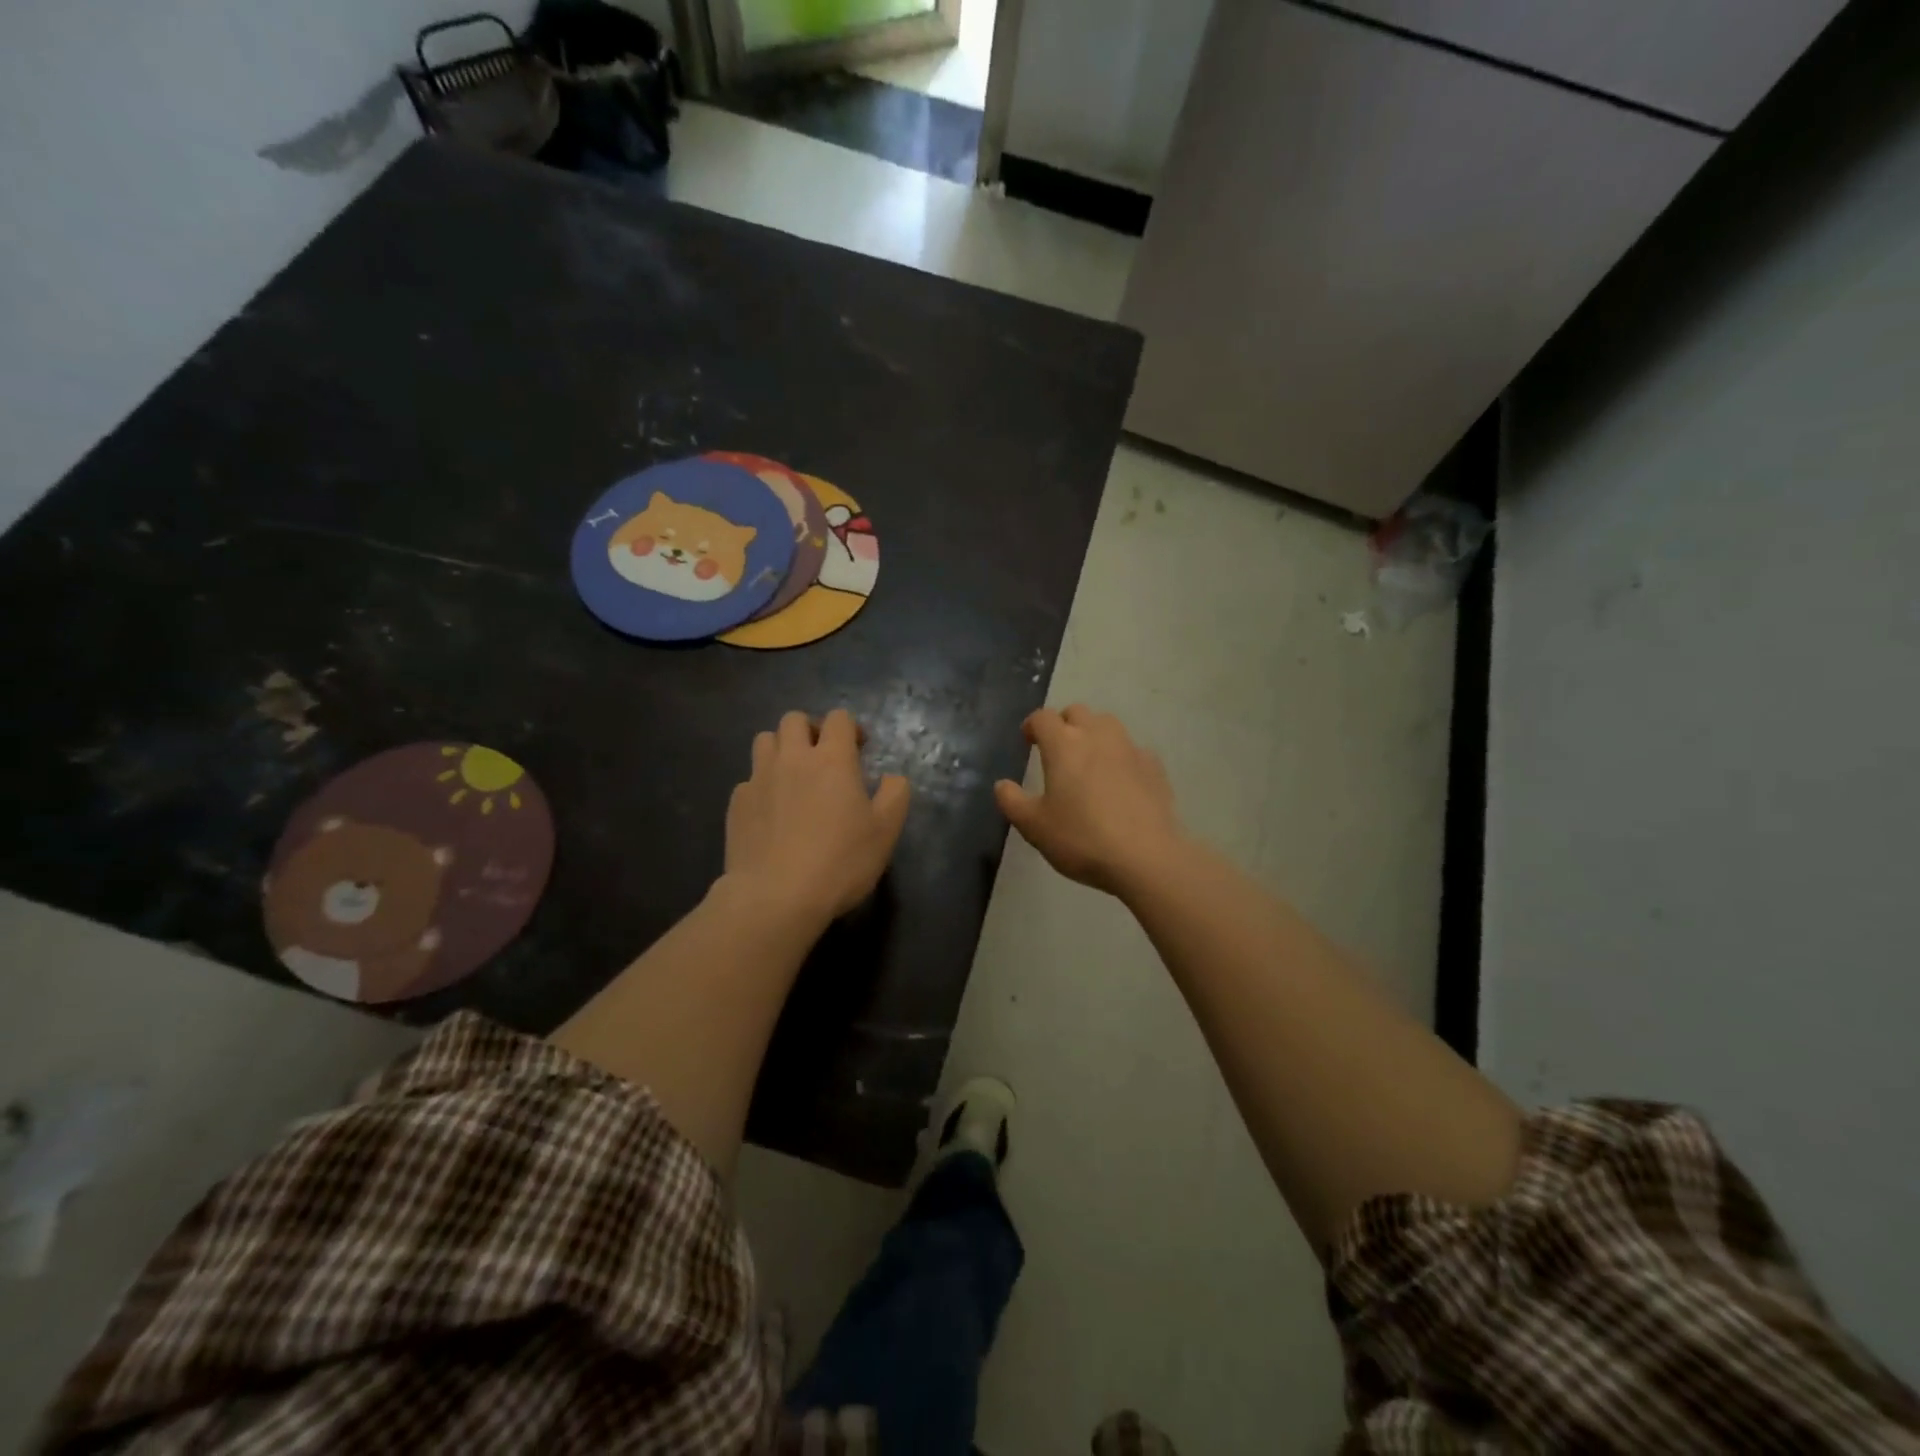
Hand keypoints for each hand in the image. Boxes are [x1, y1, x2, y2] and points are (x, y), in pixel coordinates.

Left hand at [724, 709, 909, 925]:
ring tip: (793, 776)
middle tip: (823, 756)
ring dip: (782, 748)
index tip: (858, 750)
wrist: (775, 897)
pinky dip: (763, 784)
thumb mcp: (885, 832)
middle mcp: (792, 758)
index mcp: (832, 760)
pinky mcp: (737, 803)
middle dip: (811, 729)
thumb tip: (892, 777)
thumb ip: (895, 795)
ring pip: (765, 740)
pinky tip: (772, 812)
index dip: (850, 728)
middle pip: (794, 719)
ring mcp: (759, 778)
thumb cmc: (839, 862)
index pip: (838, 718)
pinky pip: (749, 778)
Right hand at [994, 705, 1186, 895]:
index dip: (1032, 725)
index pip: (1043, 718)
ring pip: (1108, 725)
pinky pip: (1132, 750)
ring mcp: (1130, 749)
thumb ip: (1012, 801)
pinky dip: (1120, 757)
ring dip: (1093, 734)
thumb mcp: (1034, 826)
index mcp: (1063, 745)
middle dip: (1063, 724)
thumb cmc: (1081, 839)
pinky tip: (1120, 782)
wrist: (1146, 857)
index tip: (1028, 740)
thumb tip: (1002, 785)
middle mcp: (1097, 736)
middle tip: (1057, 749)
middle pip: (1077, 712)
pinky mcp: (1154, 767)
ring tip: (1088, 760)